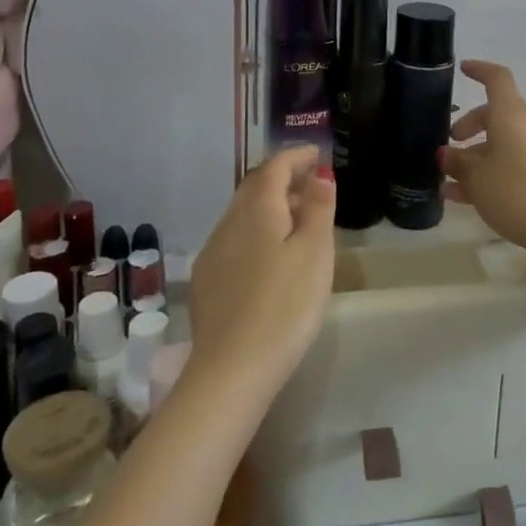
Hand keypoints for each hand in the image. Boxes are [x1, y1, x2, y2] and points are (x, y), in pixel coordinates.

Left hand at [187, 147, 336, 396]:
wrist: (232, 370)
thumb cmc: (285, 305)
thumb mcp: (315, 252)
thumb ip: (318, 207)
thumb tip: (319, 173)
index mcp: (258, 209)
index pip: (274, 166)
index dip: (296, 156)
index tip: (317, 155)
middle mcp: (229, 222)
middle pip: (255, 187)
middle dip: (282, 179)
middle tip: (310, 185)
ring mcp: (213, 252)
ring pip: (242, 214)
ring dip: (269, 207)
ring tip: (296, 221)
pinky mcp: (206, 281)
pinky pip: (234, 240)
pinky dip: (255, 232)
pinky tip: (268, 257)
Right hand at [441, 60, 525, 258]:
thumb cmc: (513, 190)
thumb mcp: (476, 176)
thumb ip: (457, 162)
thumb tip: (447, 155)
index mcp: (511, 114)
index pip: (497, 78)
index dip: (479, 70)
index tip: (462, 70)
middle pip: (496, 114)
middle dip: (469, 126)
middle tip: (450, 143)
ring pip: (501, 142)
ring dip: (475, 156)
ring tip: (448, 180)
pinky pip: (510, 162)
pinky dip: (488, 172)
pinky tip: (461, 198)